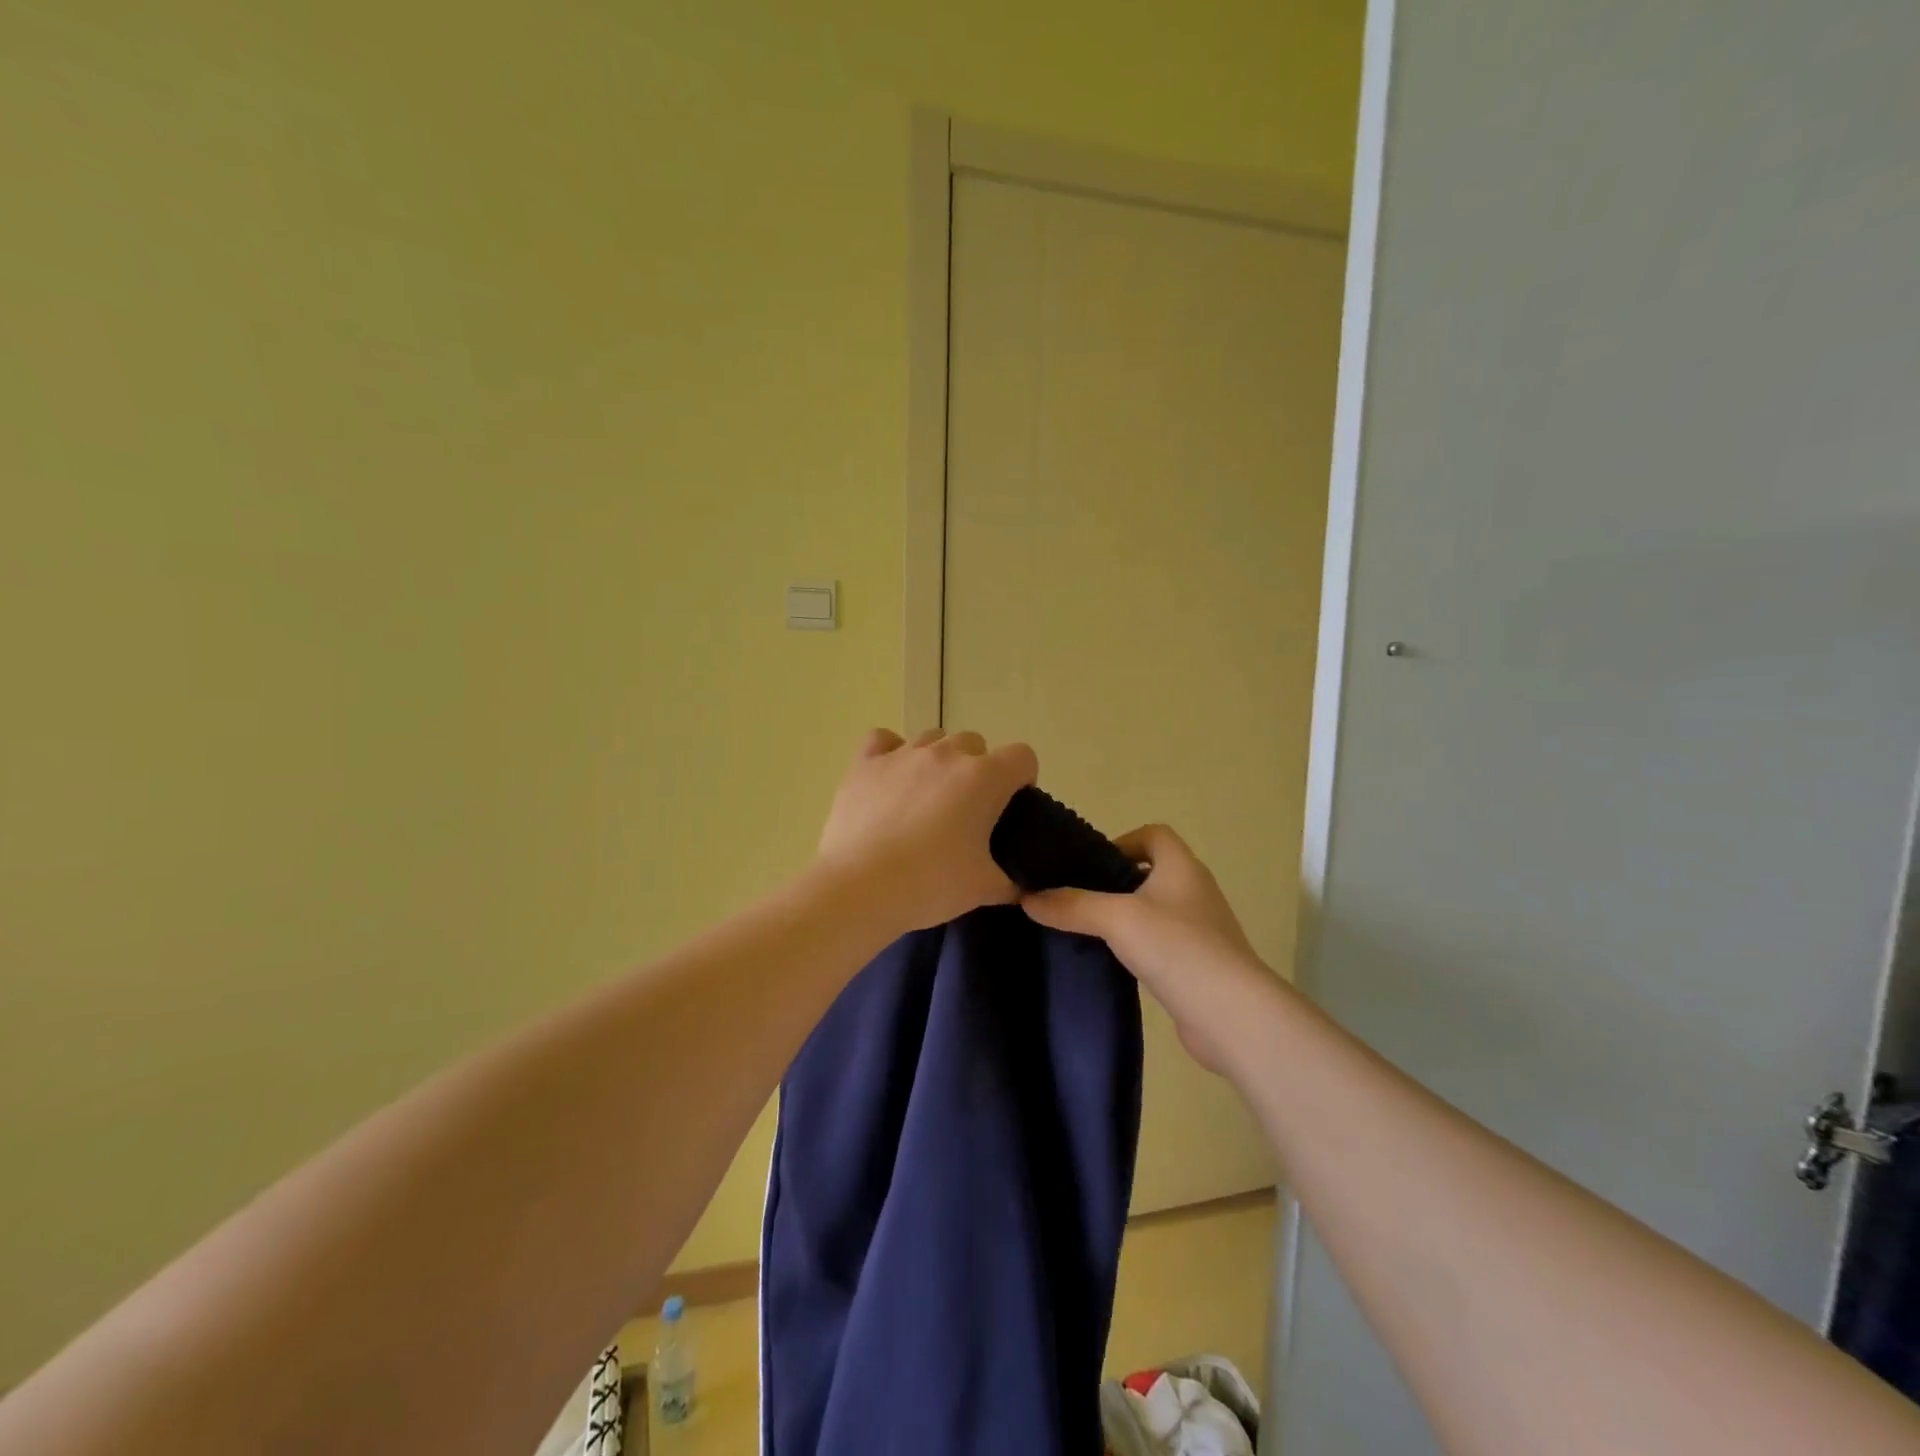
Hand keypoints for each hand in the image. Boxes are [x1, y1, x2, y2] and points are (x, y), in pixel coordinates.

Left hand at [816, 728, 1038, 933]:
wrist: (861, 888)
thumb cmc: (931, 884)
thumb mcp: (984, 888)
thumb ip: (1010, 880)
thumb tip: (1018, 884)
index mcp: (984, 778)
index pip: (1022, 757)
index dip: (1022, 779)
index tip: (1010, 807)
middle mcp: (945, 754)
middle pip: (975, 744)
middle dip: (977, 769)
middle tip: (966, 810)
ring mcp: (902, 754)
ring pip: (933, 738)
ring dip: (938, 760)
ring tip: (927, 797)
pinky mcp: (865, 763)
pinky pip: (883, 740)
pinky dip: (891, 753)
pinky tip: (890, 778)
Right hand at [1022, 824, 1280, 1075]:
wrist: (1231, 1014)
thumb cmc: (1177, 948)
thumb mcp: (1116, 918)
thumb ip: (1071, 905)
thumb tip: (1027, 897)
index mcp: (1182, 866)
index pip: (1153, 834)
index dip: (1121, 841)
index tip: (1090, 865)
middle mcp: (1195, 890)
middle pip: (1151, 872)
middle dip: (1115, 881)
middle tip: (1078, 897)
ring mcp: (1200, 929)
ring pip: (1155, 909)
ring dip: (1125, 916)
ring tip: (1088, 930)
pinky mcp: (1198, 963)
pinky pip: (1162, 942)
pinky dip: (1139, 946)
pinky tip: (1115, 962)